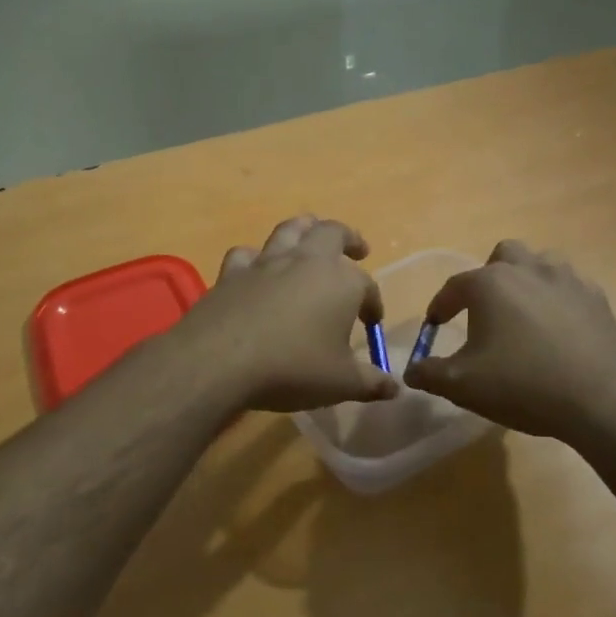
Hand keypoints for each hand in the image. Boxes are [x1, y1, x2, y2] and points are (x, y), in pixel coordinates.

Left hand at [175, 215, 398, 413]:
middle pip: (332, 233)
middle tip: (357, 249)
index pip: (367, 285)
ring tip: (311, 234)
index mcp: (341, 282)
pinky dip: (255, 257)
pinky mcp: (232, 273)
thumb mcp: (340, 383)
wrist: (221, 360)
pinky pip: (246, 254)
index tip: (371, 323)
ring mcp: (266, 262)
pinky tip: (256, 267)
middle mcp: (306, 261)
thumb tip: (394, 388)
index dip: (373, 303)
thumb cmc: (292, 368)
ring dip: (305, 228)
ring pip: (290, 230)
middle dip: (348, 238)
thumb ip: (370, 383)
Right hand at [403, 240, 615, 440]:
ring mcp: (568, 280)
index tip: (434, 326)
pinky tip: (557, 330)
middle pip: (503, 255)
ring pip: (541, 263)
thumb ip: (430, 373)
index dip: (440, 306)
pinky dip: (557, 300)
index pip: (454, 286)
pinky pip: (570, 287)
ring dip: (527, 280)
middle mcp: (529, 269)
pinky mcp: (598, 300)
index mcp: (490, 283)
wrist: (604, 400)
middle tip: (484, 311)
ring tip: (522, 314)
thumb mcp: (463, 385)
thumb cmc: (523, 385)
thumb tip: (411, 371)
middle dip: (489, 277)